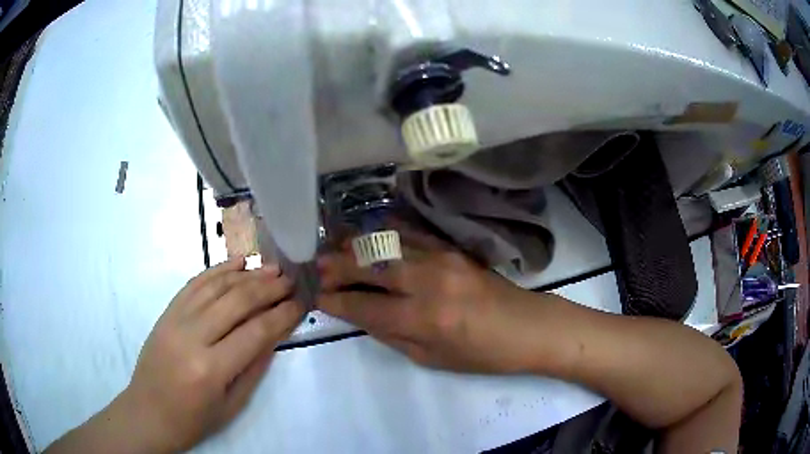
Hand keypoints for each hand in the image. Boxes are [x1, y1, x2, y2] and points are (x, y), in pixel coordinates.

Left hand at [118, 258, 303, 451]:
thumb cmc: (193, 420)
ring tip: (271, 268)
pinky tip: (236, 263)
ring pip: (216, 287)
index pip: (255, 332)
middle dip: (268, 288)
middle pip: (237, 302)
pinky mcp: (166, 313)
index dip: (282, 315)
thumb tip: (274, 335)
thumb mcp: (232, 405)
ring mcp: (175, 320)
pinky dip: (216, 270)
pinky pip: (194, 284)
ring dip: (247, 275)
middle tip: (291, 279)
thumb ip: (254, 368)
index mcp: (211, 369)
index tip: (301, 302)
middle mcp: (192, 337)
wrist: (148, 413)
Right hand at [317, 230, 539, 373]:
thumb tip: (357, 313)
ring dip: (354, 245)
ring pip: (385, 245)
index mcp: (423, 319)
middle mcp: (428, 282)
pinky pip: (410, 233)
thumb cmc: (481, 354)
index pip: (364, 305)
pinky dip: (383, 232)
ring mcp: (441, 258)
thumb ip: (390, 334)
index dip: (336, 300)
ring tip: (331, 247)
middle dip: (336, 266)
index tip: (316, 295)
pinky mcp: (452, 248)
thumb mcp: (431, 358)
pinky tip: (366, 232)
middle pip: (369, 266)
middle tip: (314, 266)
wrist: (526, 327)